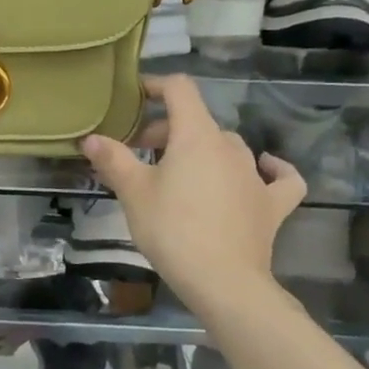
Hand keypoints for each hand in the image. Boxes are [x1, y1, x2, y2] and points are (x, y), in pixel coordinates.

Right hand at [81, 75, 305, 311]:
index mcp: (196, 136)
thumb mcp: (133, 193)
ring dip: (202, 151)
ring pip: (228, 147)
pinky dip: (271, 169)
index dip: (156, 86)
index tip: (135, 98)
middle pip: (197, 122)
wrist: (223, 281)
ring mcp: (255, 175)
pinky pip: (278, 177)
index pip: (180, 90)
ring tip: (179, 172)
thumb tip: (90, 138)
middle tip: (139, 154)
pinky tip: (265, 169)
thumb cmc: (172, 230)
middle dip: (166, 131)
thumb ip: (113, 160)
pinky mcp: (272, 204)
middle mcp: (230, 146)